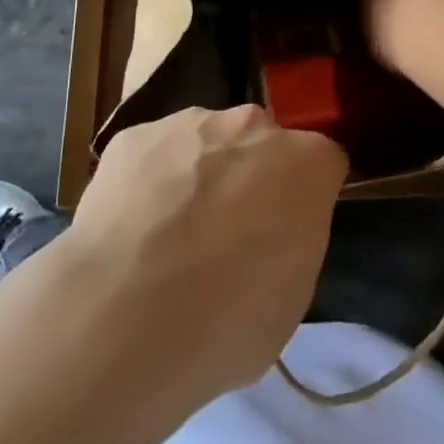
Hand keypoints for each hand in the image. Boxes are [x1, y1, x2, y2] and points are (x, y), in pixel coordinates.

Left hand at [69, 106, 347, 401]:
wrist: (121, 318)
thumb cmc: (225, 321)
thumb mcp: (291, 299)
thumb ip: (292, 243)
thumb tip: (273, 236)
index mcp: (305, 162)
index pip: (323, 163)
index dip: (307, 197)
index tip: (288, 233)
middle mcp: (251, 125)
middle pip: (262, 143)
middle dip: (253, 176)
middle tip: (228, 234)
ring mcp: (189, 122)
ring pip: (205, 141)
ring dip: (199, 174)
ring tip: (169, 236)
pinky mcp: (133, 136)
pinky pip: (154, 153)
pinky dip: (149, 182)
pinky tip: (131, 230)